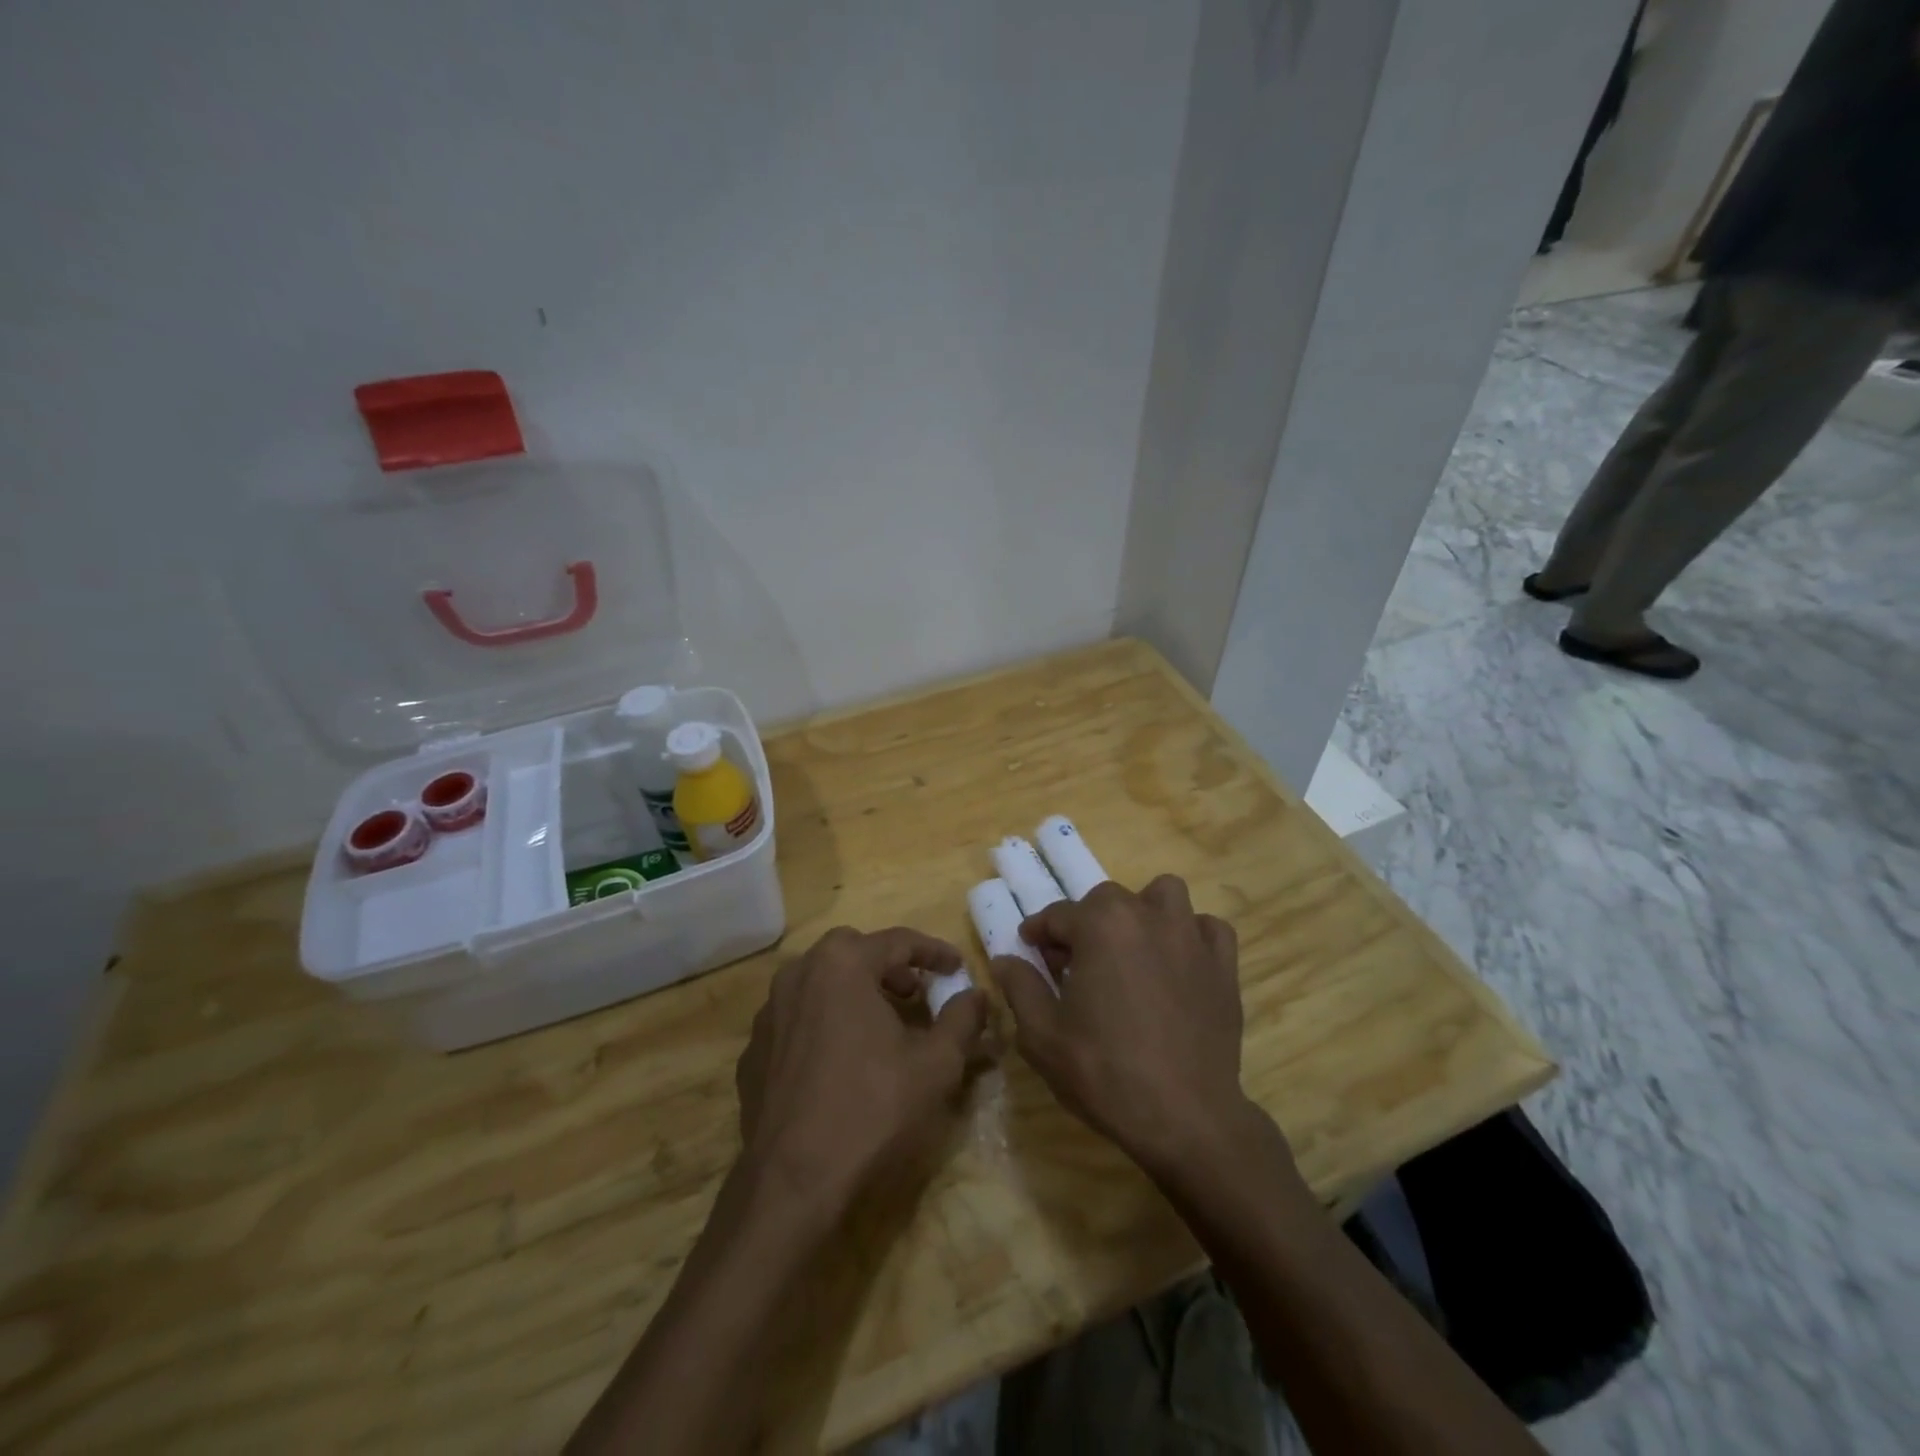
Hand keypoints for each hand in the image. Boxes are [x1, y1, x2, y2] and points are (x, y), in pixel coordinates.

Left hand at [735, 927, 988, 1211]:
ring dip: (854, 992)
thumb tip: (976, 994)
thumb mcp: (936, 1064)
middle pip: (852, 952)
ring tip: (881, 1026)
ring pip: (819, 983)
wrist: (793, 1183)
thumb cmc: (872, 1109)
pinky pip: (797, 1020)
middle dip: (889, 967)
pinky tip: (841, 1061)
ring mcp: (769, 1013)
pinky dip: (824, 1024)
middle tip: (916, 994)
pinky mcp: (753, 1051)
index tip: (957, 967)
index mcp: (842, 964)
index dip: (934, 952)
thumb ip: (962, 1019)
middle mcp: (798, 974)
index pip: (897, 941)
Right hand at [990, 877, 1256, 1177]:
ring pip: (1164, 895)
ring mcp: (1191, 937)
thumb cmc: (1104, 1072)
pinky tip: (1179, 962)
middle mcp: (1147, 916)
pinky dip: (1192, 935)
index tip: (1030, 949)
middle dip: (1086, 923)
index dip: (1039, 932)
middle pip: (1107, 900)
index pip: (1058, 914)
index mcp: (1101, 924)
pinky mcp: (1224, 966)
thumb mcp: (1042, 1035)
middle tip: (1075, 963)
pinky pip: (1208, 929)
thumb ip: (1020, 987)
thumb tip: (1006, 960)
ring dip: (1143, 912)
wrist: (1185, 1117)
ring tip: (1132, 949)